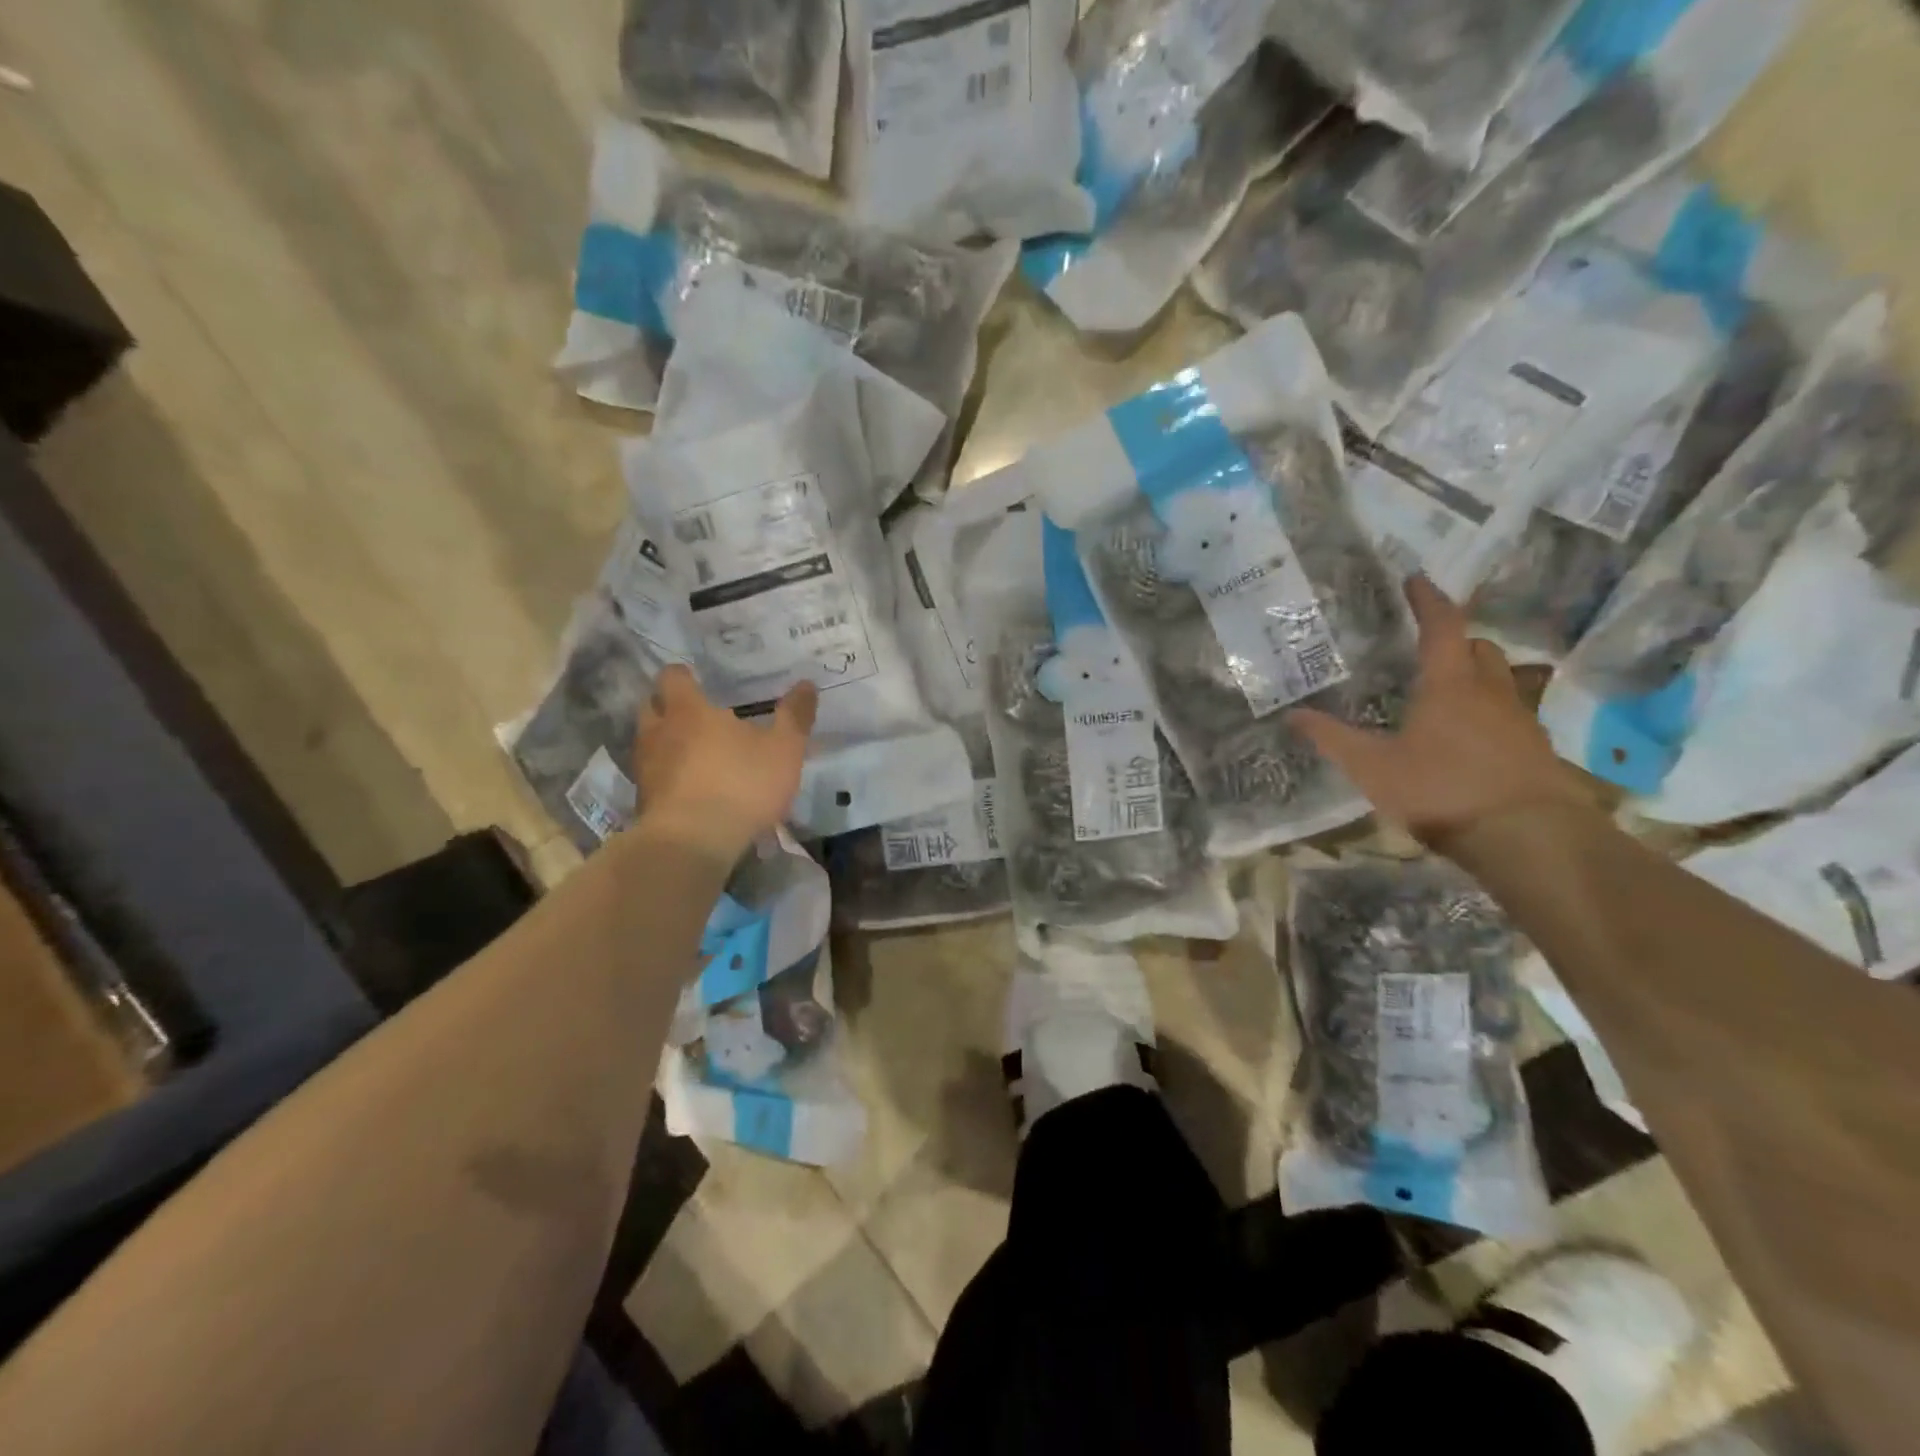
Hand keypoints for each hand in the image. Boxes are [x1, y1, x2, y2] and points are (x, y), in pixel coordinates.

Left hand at [635, 665, 816, 862]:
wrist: (693, 843)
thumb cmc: (741, 784)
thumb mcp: (783, 750)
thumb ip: (794, 717)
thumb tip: (807, 684)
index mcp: (688, 711)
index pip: (672, 678)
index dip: (683, 676)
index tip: (697, 680)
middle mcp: (658, 732)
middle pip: (651, 707)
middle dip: (668, 707)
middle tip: (694, 714)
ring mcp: (646, 768)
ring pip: (649, 743)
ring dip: (666, 743)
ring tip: (693, 753)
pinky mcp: (643, 801)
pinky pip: (653, 777)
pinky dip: (667, 776)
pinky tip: (689, 788)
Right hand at [1289, 576, 1599, 849]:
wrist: (1527, 836)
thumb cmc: (1441, 789)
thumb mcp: (1372, 767)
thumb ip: (1332, 738)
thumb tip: (1292, 715)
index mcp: (1449, 684)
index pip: (1442, 626)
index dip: (1428, 600)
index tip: (1415, 579)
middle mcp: (1490, 691)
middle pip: (1479, 648)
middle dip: (1456, 640)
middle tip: (1429, 647)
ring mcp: (1520, 719)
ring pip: (1501, 679)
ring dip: (1477, 675)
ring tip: (1448, 692)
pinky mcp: (1536, 749)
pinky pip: (1512, 714)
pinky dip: (1490, 711)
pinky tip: (1471, 737)